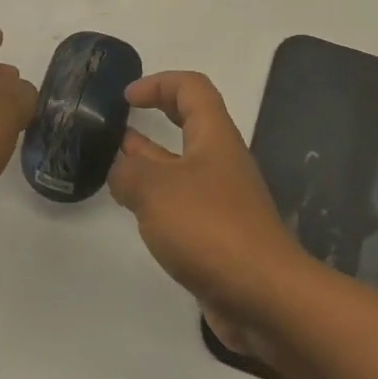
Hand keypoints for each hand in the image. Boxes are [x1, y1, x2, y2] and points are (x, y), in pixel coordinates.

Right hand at [107, 71, 310, 355]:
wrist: (264, 296)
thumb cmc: (210, 228)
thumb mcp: (156, 190)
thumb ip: (128, 172)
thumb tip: (119, 169)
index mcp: (214, 137)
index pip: (192, 88)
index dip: (159, 82)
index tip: (126, 97)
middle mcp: (221, 162)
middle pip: (190, 122)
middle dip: (156, 114)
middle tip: (119, 121)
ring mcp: (221, 199)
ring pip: (182, 165)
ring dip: (150, 159)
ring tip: (113, 163)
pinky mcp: (217, 234)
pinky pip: (182, 202)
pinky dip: (156, 198)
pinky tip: (133, 208)